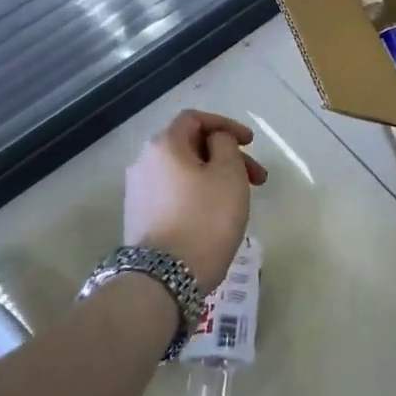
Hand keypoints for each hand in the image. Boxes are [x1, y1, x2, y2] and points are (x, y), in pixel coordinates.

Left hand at [124, 110, 267, 290]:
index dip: (225, 124)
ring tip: (240, 199)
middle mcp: (144, 162)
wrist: (164, 277)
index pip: (194, 118)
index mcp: (164, 145)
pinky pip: (175, 193)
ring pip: (184, 172)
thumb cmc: (205, 219)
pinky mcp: (140, 217)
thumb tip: (216, 141)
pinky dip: (198, 194)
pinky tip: (216, 214)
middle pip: (190, 146)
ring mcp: (139, 191)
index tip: (251, 142)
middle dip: (226, 155)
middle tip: (257, 178)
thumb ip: (226, 145)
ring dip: (214, 176)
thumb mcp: (229, 174)